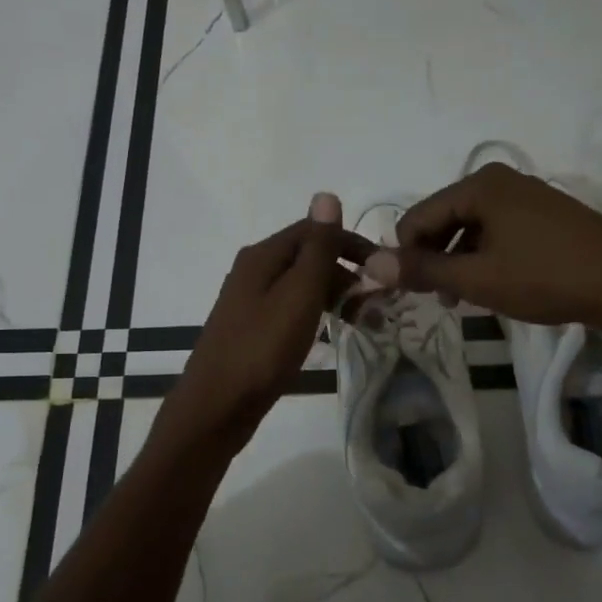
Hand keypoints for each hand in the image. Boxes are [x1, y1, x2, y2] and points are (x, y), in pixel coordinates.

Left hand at [157, 215, 374, 457]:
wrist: (216, 407)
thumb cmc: (261, 349)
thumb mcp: (298, 294)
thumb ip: (317, 248)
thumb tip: (326, 195)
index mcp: (263, 256)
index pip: (315, 231)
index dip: (352, 244)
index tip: (384, 269)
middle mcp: (254, 271)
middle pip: (309, 257)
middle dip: (347, 273)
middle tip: (379, 304)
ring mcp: (250, 301)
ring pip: (302, 286)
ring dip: (336, 296)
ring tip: (364, 322)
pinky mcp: (252, 329)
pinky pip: (293, 310)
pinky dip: (317, 315)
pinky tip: (331, 334)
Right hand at [364, 162, 601, 336]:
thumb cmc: (545, 276)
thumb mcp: (477, 278)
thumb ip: (422, 270)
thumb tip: (370, 265)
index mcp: (479, 184)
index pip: (418, 216)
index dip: (405, 255)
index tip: (407, 292)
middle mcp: (501, 180)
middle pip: (444, 219)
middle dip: (434, 258)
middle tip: (439, 298)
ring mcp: (527, 195)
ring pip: (471, 228)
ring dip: (459, 261)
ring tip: (465, 297)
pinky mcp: (546, 215)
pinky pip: (498, 232)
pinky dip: (486, 257)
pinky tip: (494, 285)